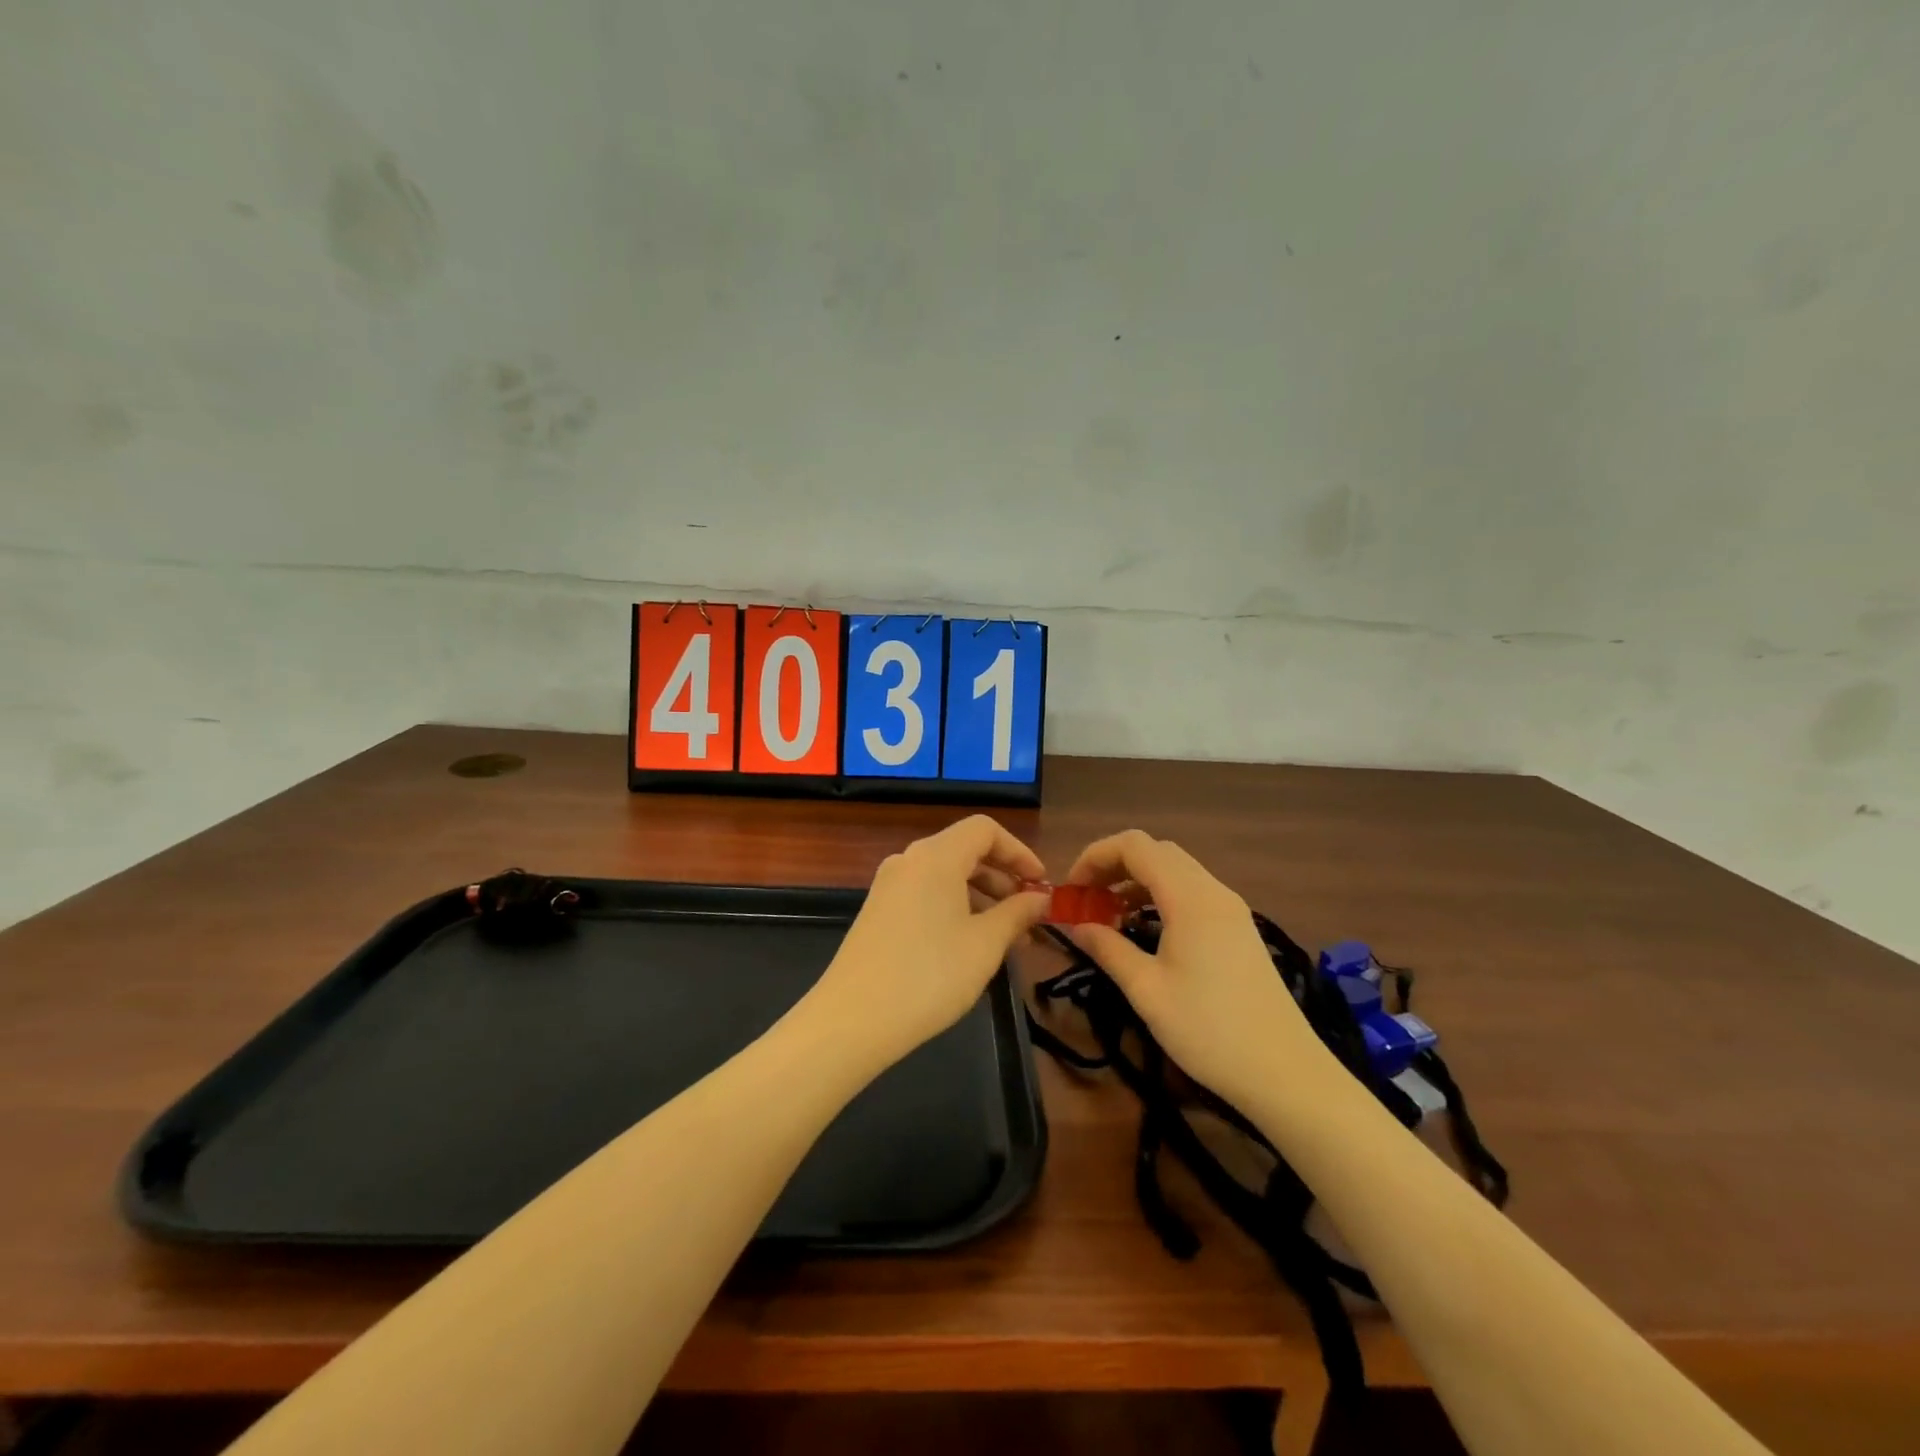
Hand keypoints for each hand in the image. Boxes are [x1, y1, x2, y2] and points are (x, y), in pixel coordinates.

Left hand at [810, 815, 1049, 1067]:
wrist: (853, 1019)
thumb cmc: (930, 975)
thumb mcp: (985, 944)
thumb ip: (1017, 913)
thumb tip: (1040, 897)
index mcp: (936, 856)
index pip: (985, 829)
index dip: (1020, 851)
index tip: (1041, 885)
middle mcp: (909, 860)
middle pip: (965, 850)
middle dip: (1003, 878)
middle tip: (1029, 915)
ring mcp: (888, 886)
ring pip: (946, 875)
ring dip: (981, 896)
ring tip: (1006, 937)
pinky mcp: (877, 912)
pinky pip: (926, 894)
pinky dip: (955, 907)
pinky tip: (969, 945)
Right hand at [1064, 830, 1321, 1105]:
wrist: (1286, 1072)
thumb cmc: (1209, 1031)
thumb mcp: (1146, 990)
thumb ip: (1107, 948)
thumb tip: (1074, 924)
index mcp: (1189, 897)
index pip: (1134, 846)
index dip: (1095, 856)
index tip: (1071, 890)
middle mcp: (1212, 890)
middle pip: (1155, 851)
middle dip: (1113, 866)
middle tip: (1086, 900)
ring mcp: (1230, 908)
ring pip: (1175, 870)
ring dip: (1136, 880)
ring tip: (1108, 915)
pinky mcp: (1238, 928)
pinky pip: (1192, 891)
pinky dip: (1160, 895)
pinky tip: (1144, 929)